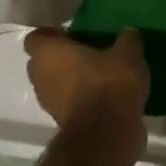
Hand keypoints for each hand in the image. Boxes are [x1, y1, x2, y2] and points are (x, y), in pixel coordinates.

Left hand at [24, 28, 149, 143]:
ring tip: (100, 75)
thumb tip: (129, 33)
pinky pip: (68, 102)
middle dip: (62, 57)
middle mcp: (40, 75)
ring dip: (71, 80)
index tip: (74, 34)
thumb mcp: (128, 54)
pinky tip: (105, 95)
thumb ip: (127, 39)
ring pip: (55, 83)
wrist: (107, 133)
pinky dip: (81, 98)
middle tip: (89, 53)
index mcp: (48, 53)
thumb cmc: (109, 83)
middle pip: (43, 61)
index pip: (37, 37)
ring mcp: (48, 101)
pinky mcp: (61, 121)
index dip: (53, 35)